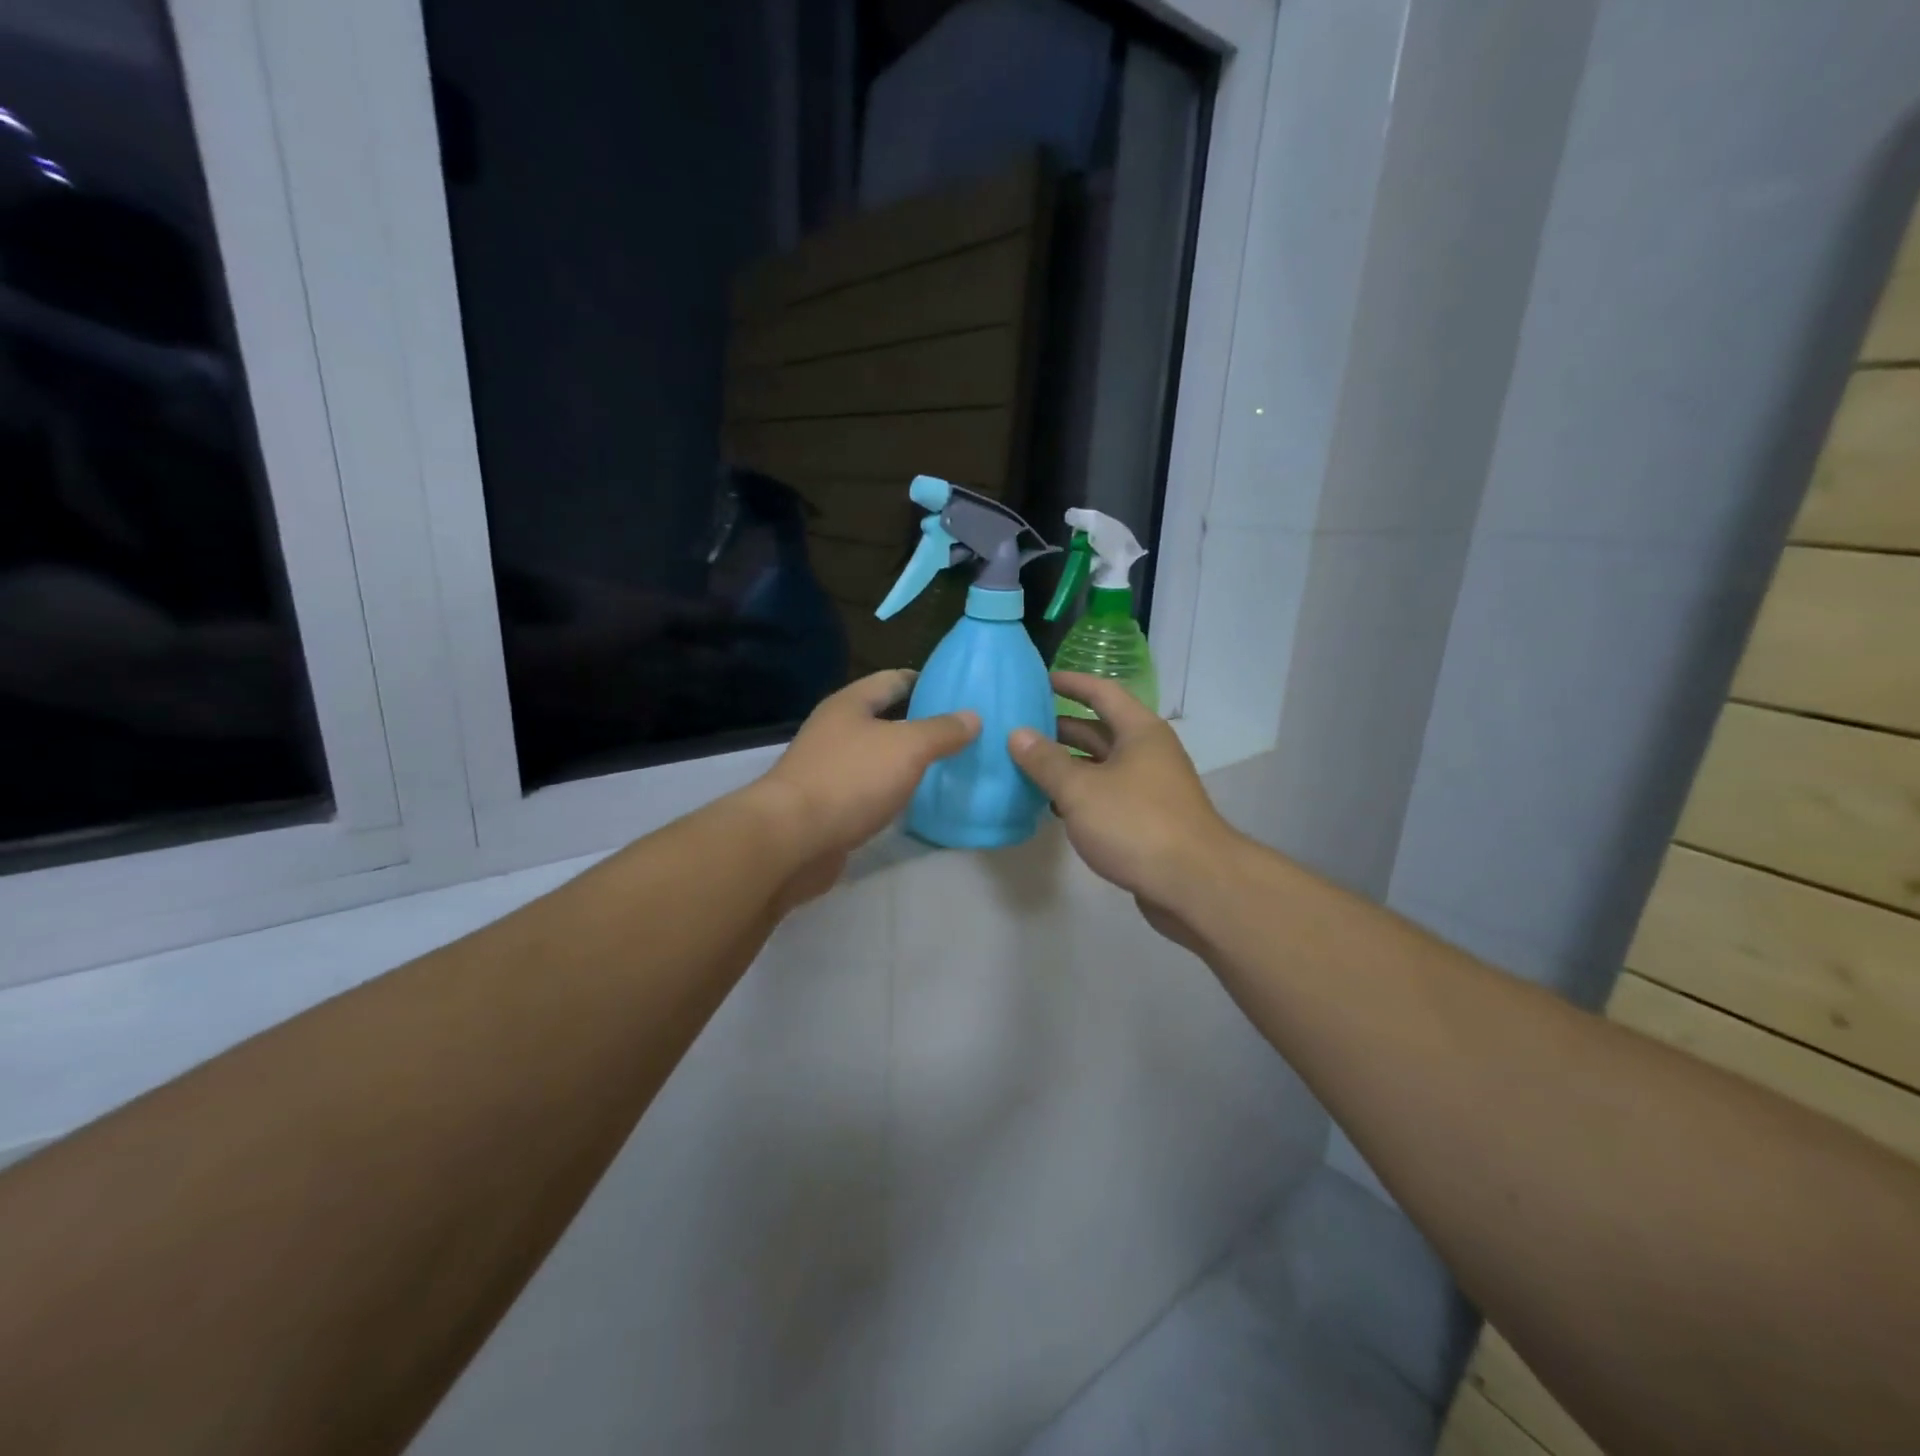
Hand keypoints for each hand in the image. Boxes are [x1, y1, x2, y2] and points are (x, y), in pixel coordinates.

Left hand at [751, 670, 978, 899]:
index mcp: (850, 704)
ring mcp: (829, 769)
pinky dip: (892, 791)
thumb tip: (973, 716)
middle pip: (884, 718)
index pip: (892, 679)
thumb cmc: (850, 779)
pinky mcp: (828, 805)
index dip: (925, 681)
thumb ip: (942, 731)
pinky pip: (869, 789)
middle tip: (963, 731)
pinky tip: (916, 801)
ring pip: (877, 756)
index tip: (957, 689)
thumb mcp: (907, 747)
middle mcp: (835, 730)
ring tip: (948, 765)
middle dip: (920, 723)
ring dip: (907, 760)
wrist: (792, 839)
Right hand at [1009, 673, 1241, 944]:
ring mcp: (1150, 787)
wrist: (1194, 884)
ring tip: (1026, 765)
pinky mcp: (1147, 819)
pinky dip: (1080, 794)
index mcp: (1140, 732)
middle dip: (1060, 727)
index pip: (1102, 692)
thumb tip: (1017, 734)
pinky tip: (1052, 805)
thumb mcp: (1081, 789)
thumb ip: (1046, 761)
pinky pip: (1107, 794)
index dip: (1071, 683)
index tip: (1039, 679)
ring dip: (1067, 764)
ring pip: (1102, 765)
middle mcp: (1148, 752)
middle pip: (1100, 729)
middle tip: (1020, 727)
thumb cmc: (1136, 824)